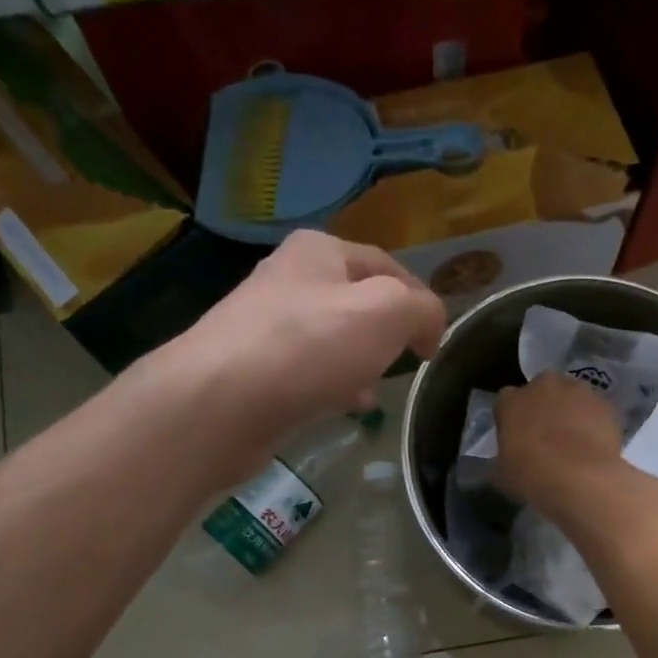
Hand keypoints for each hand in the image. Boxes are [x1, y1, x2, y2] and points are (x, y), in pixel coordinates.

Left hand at [163, 230, 444, 442]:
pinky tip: (345, 406)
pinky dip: (334, 385)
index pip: (388, 265)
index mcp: (320, 251)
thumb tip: (430, 326)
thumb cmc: (309, 347)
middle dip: (388, 333)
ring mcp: (268, 325)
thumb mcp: (386, 313)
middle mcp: (290, 279)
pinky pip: (310, 371)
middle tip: (407, 363)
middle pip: (358, 302)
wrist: (221, 402)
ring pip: (334, 339)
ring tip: (378, 389)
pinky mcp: (256, 370)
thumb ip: (422, 309)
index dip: (420, 301)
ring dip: (362, 361)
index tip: (436, 344)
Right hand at [494, 373, 624, 515]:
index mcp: (510, 401)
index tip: (516, 437)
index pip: (506, 402)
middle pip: (541, 390)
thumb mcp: (503, 474)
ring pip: (571, 396)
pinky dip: (594, 422)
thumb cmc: (532, 476)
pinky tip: (594, 445)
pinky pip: (595, 410)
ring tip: (575, 441)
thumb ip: (504, 457)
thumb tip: (508, 459)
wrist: (581, 478)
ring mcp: (577, 390)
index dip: (511, 419)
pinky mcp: (604, 403)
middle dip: (543, 407)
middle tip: (547, 436)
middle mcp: (543, 385)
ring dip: (570, 411)